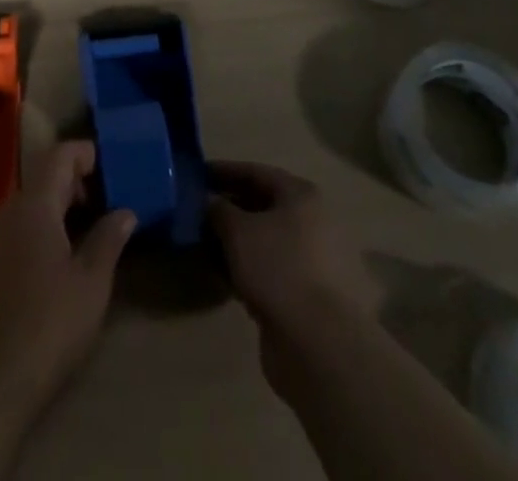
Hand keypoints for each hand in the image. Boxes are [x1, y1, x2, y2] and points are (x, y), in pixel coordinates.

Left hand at [0, 140, 135, 412]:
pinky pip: (19, 227)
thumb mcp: (91, 282)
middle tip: (111, 202)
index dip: (88, 154)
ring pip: (31, 203)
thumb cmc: (49, 324)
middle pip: (45, 177)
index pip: (61, 155)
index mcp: (34, 204)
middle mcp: (8, 210)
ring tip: (92, 230)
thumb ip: (109, 238)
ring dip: (61, 207)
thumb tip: (125, 211)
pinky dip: (43, 227)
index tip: (115, 169)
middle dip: (78, 183)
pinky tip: (62, 258)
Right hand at [208, 159, 375, 335]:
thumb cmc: (278, 269)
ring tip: (207, 247)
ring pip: (269, 241)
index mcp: (302, 195)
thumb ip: (219, 210)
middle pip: (264, 206)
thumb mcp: (238, 232)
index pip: (256, 173)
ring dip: (239, 242)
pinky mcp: (312, 295)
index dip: (225, 172)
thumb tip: (209, 201)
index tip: (197, 176)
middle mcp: (315, 221)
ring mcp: (317, 260)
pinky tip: (227, 278)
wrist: (319, 344)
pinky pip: (275, 270)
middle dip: (230, 209)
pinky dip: (251, 269)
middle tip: (198, 214)